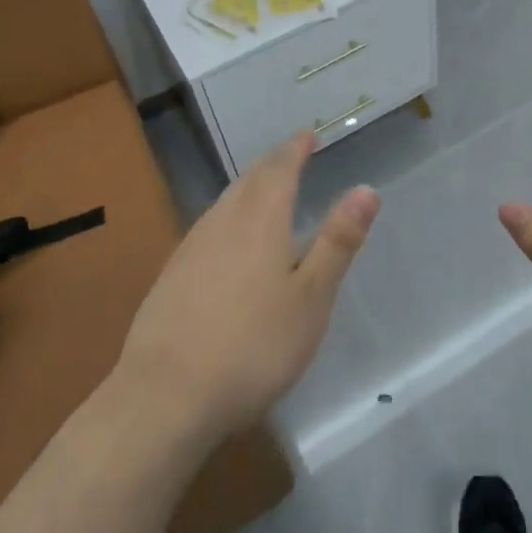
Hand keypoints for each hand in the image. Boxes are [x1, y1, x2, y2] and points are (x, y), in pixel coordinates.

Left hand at [117, 130, 379, 441]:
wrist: (165, 397)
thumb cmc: (253, 346)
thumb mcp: (311, 298)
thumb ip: (338, 241)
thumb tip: (367, 189)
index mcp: (261, 219)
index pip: (280, 167)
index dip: (296, 148)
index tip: (309, 135)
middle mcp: (223, 221)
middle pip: (250, 179)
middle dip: (273, 163)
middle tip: (292, 155)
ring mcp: (191, 247)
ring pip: (226, 201)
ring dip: (250, 186)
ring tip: (266, 189)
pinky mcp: (171, 275)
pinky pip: (209, 225)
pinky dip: (230, 215)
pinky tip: (229, 239)